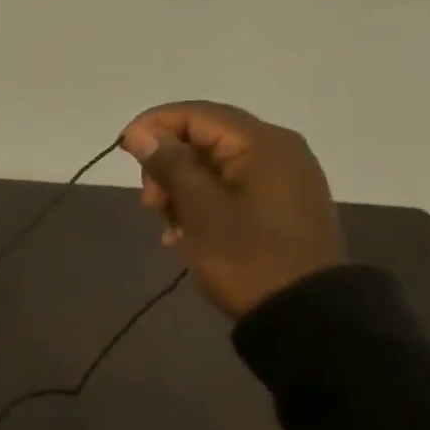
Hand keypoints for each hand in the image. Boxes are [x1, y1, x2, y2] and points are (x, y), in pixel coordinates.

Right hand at [120, 100, 345, 318]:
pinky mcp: (282, 204)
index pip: (197, 114)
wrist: (306, 315)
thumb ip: (169, 164)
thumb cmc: (247, 258)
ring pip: (214, 166)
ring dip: (182, 189)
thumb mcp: (200, 210)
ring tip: (168, 226)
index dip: (154, 126)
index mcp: (262, 143)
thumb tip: (141, 133)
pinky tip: (185, 234)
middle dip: (168, 165)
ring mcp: (283, 178)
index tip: (123, 150)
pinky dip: (203, 202)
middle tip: (150, 203)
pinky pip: (231, 188)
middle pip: (205, 138)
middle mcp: (278, 150)